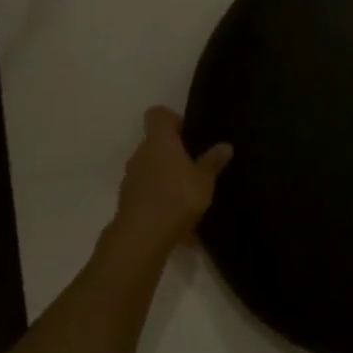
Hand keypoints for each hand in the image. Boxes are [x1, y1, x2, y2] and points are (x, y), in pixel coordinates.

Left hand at [100, 107, 232, 271]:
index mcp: (159, 141)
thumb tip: (225, 145)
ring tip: (189, 193)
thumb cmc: (176, 198)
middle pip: (155, 143)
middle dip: (174, 152)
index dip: (173, 119)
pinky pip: (147, 191)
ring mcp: (131, 178)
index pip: (158, 114)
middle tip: (196, 166)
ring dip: (166, 175)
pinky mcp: (127, 201)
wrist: (140, 239)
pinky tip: (177, 216)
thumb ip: (213, 162)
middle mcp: (140, 154)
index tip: (190, 134)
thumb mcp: (204, 180)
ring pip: (150, 167)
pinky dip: (160, 197)